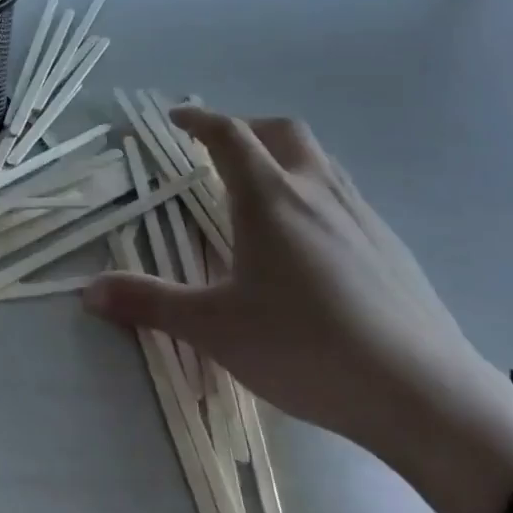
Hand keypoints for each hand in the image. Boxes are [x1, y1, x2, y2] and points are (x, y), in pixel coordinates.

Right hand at [83, 108, 496, 466]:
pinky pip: (344, 195)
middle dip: (247, 129)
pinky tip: (311, 241)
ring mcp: (361, 215)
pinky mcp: (392, 246)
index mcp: (269, 197)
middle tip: (220, 149)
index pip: (229, 135)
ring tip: (262, 190)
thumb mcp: (215, 328)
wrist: (426, 397)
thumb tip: (86, 292)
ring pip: (318, 160)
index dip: (199, 119)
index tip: (177, 116)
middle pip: (281, 131)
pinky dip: (315, 192)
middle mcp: (315, 191)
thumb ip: (150, 303)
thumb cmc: (307, 348)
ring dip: (285, 156)